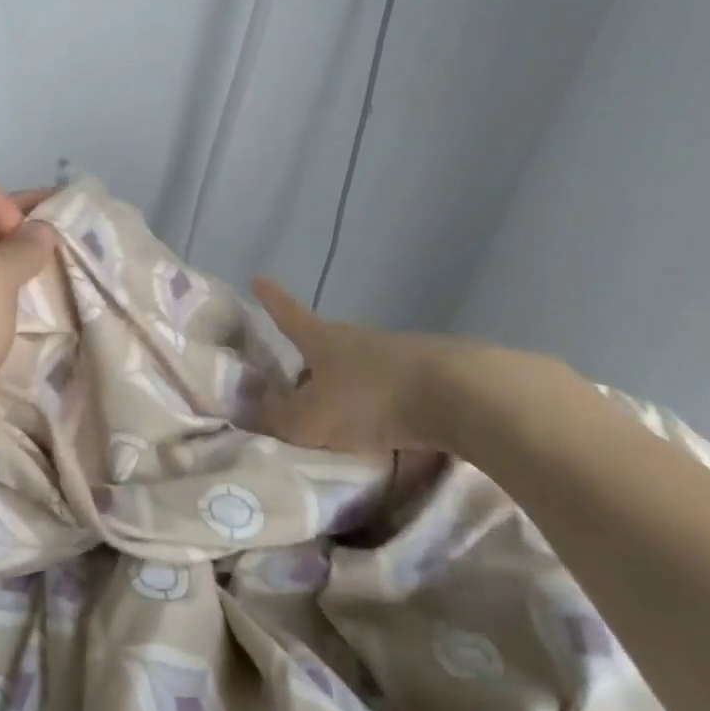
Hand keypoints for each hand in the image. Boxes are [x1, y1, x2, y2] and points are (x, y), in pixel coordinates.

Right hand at [251, 278, 579, 457]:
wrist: (460, 396)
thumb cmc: (371, 399)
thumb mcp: (312, 418)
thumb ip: (278, 418)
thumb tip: (249, 410)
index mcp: (324, 340)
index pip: (289, 314)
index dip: (272, 300)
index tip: (258, 278)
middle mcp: (358, 339)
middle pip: (326, 344)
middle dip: (310, 359)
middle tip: (296, 379)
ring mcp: (398, 355)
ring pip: (360, 369)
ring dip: (347, 387)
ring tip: (340, 417)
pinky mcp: (431, 376)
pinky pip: (393, 391)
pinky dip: (381, 407)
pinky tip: (384, 432)